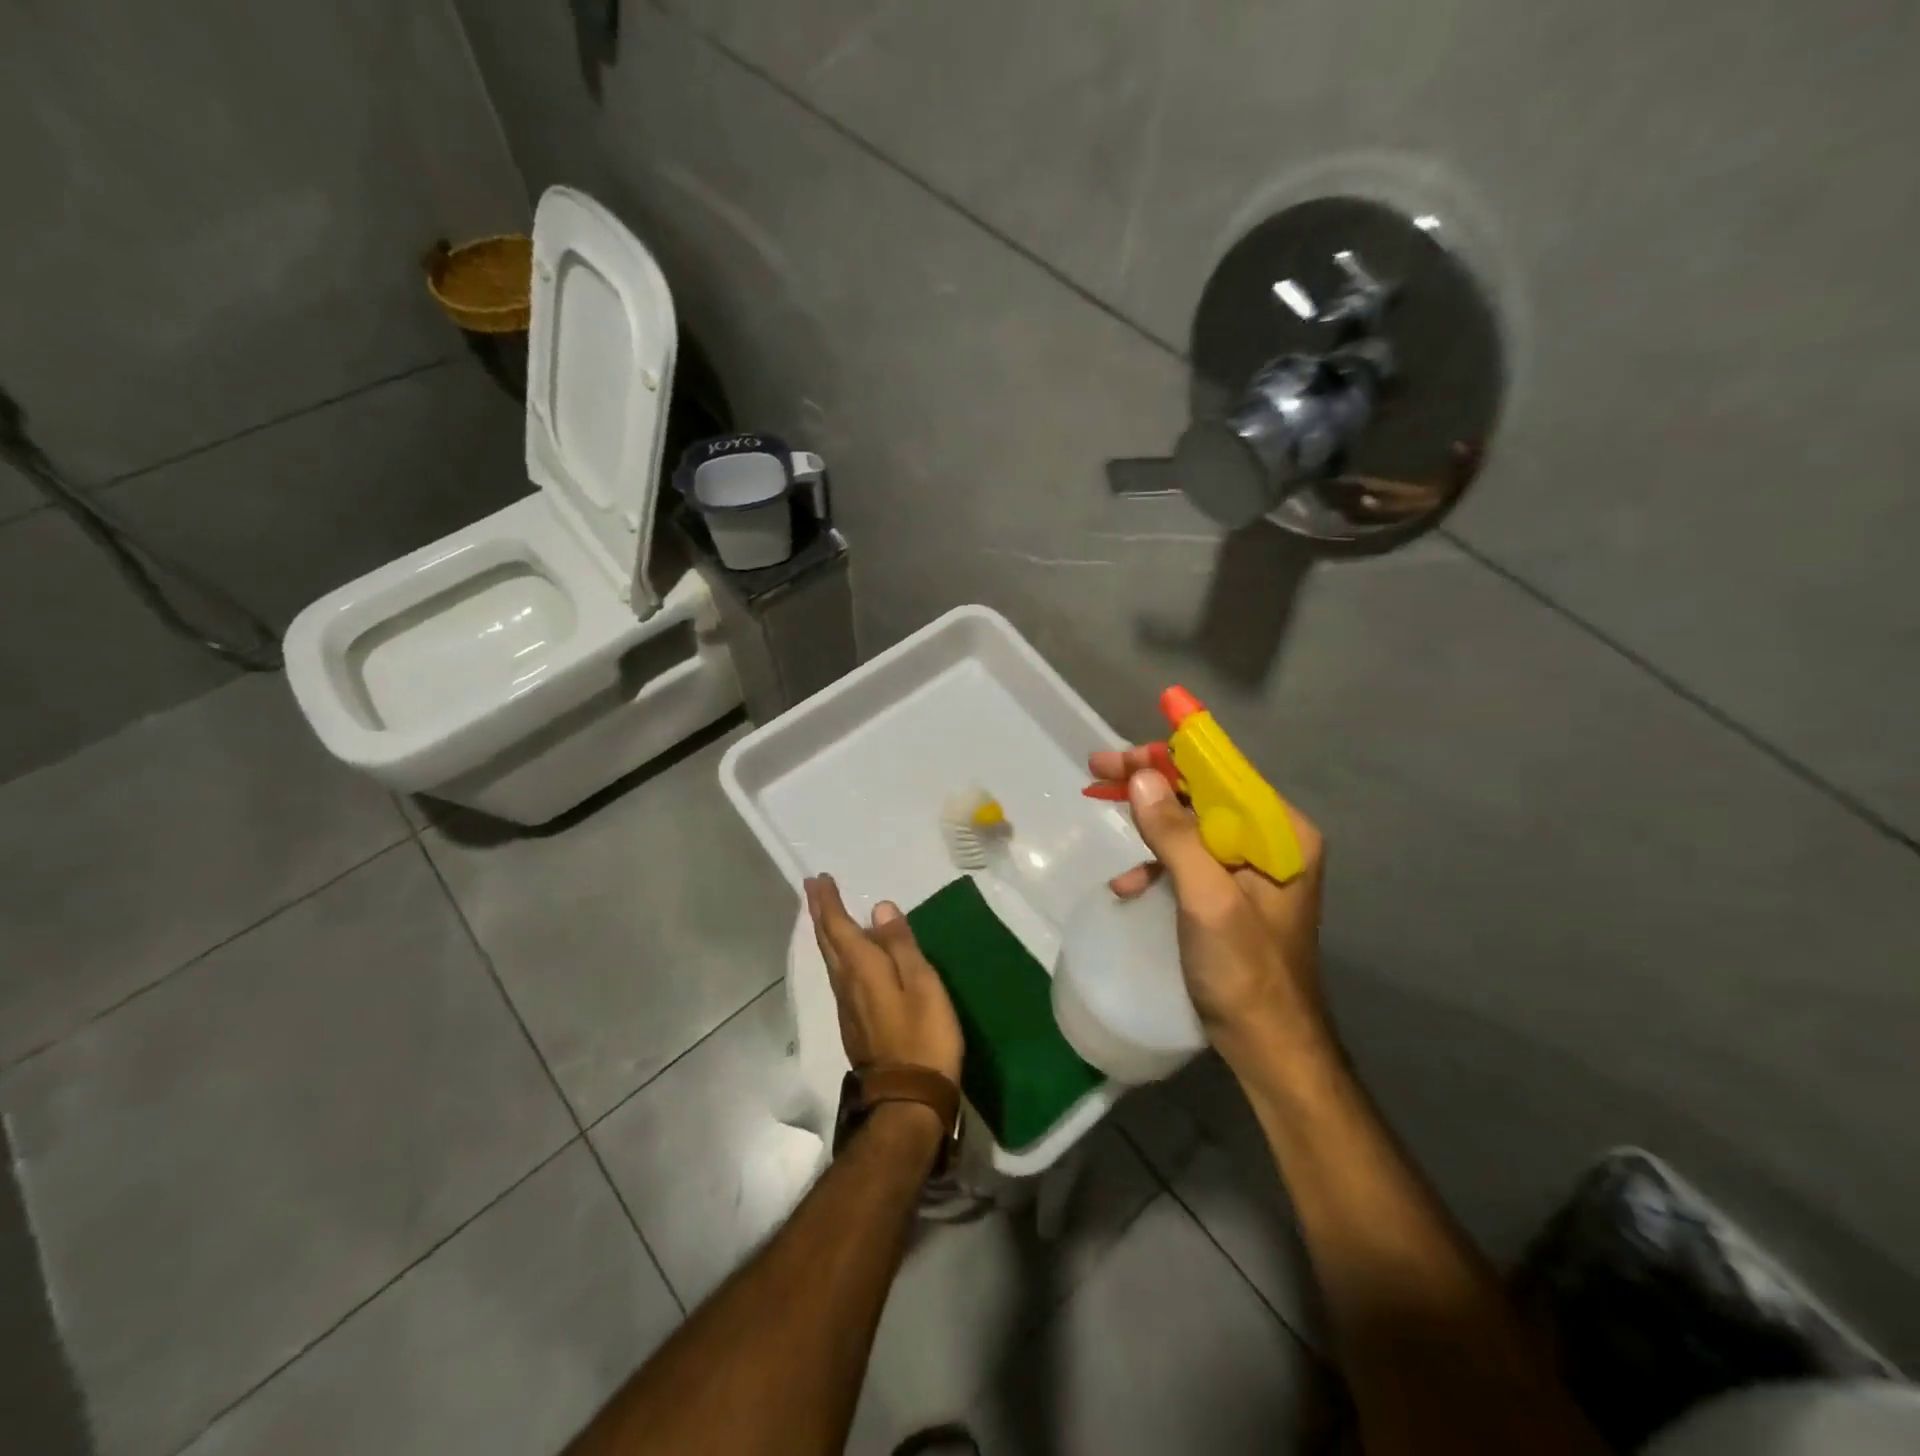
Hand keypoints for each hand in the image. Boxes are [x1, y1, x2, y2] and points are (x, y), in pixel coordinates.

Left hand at [803, 874, 963, 1086]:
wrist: (908, 1099)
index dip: (828, 902)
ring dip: (827, 934)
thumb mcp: (921, 984)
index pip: (838, 927)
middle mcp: (847, 985)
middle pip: (828, 943)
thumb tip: (879, 908)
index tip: (818, 879)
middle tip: (815, 890)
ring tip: (829, 915)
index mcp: (862, 969)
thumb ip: (900, 945)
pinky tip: (851, 958)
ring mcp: (848, 1008)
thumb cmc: (922, 1035)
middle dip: (820, 913)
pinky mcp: (856, 1025)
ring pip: (832, 961)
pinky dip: (840, 955)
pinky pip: (842, 977)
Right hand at [1089, 748, 1330, 1073]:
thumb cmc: (1244, 971)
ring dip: (1147, 817)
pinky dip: (1156, 862)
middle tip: (1099, 771)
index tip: (1125, 752)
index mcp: (1280, 833)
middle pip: (1203, 793)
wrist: (1269, 1048)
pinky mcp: (1230, 893)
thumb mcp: (1207, 898)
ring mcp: (1249, 868)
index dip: (1172, 754)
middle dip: (1150, 781)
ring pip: (1191, 823)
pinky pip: (1188, 860)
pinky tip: (1128, 883)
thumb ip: (1176, 834)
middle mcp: (1270, 841)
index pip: (1222, 773)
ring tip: (1101, 804)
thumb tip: (1142, 775)